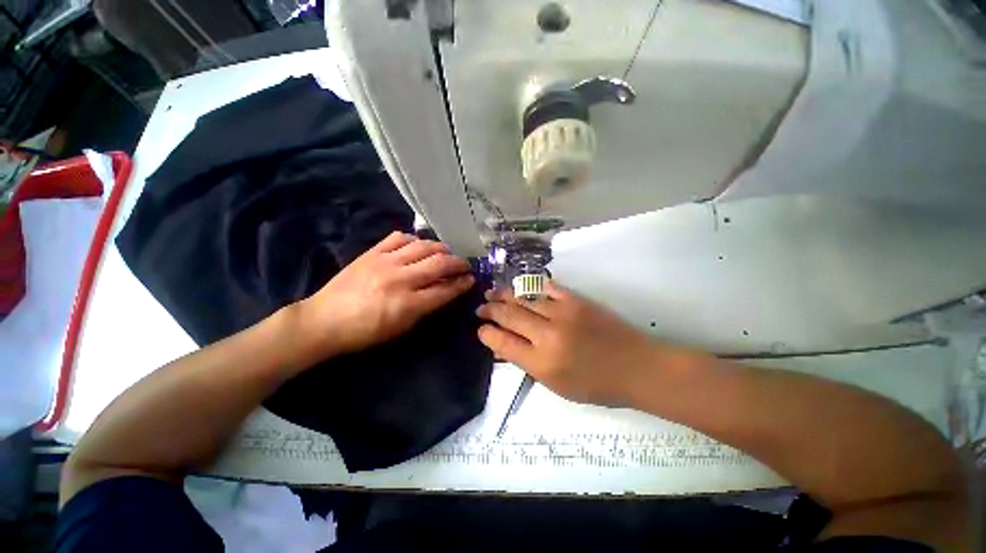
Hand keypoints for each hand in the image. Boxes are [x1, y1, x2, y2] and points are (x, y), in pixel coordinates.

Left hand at [297, 231, 473, 359]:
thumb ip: (426, 308)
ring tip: (446, 253)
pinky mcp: (372, 252)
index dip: (462, 283)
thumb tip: (446, 291)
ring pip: (423, 246)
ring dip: (441, 248)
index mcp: (408, 304)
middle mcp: (401, 279)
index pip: (445, 289)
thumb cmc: (365, 332)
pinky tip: (418, 246)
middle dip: (458, 263)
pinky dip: (414, 240)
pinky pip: (399, 238)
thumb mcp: (401, 328)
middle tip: (465, 264)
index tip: (471, 279)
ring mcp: (385, 262)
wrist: (323, 320)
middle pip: (439, 263)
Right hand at [476, 281, 663, 405]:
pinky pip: (548, 288)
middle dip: (490, 310)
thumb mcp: (556, 385)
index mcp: (542, 363)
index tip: (480, 329)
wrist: (636, 367)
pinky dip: (532, 287)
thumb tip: (503, 346)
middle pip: (509, 316)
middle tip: (481, 307)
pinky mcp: (577, 300)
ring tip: (492, 292)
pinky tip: (522, 287)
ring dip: (505, 295)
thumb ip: (527, 363)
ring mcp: (563, 313)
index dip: (487, 334)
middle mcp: (548, 335)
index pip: (503, 343)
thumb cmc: (596, 385)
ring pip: (524, 299)